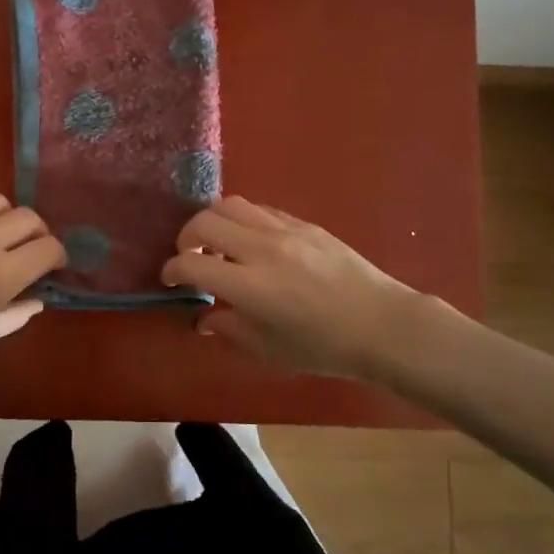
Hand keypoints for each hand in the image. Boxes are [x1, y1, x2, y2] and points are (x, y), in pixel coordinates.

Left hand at [0, 194, 65, 409]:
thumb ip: (15, 315)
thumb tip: (36, 299)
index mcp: (0, 276)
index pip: (48, 247)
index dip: (58, 257)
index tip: (53, 269)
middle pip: (28, 217)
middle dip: (39, 233)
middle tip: (30, 253)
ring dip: (9, 219)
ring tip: (0, 240)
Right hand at [161, 197, 433, 380]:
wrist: (382, 324)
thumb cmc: (324, 347)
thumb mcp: (269, 349)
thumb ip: (229, 329)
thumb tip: (204, 319)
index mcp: (249, 285)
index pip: (191, 264)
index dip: (172, 271)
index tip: (170, 280)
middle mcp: (261, 249)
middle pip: (204, 222)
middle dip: (186, 239)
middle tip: (191, 259)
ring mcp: (284, 230)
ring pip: (231, 204)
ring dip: (213, 221)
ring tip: (218, 244)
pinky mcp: (304, 223)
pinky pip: (260, 210)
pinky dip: (243, 220)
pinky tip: (251, 242)